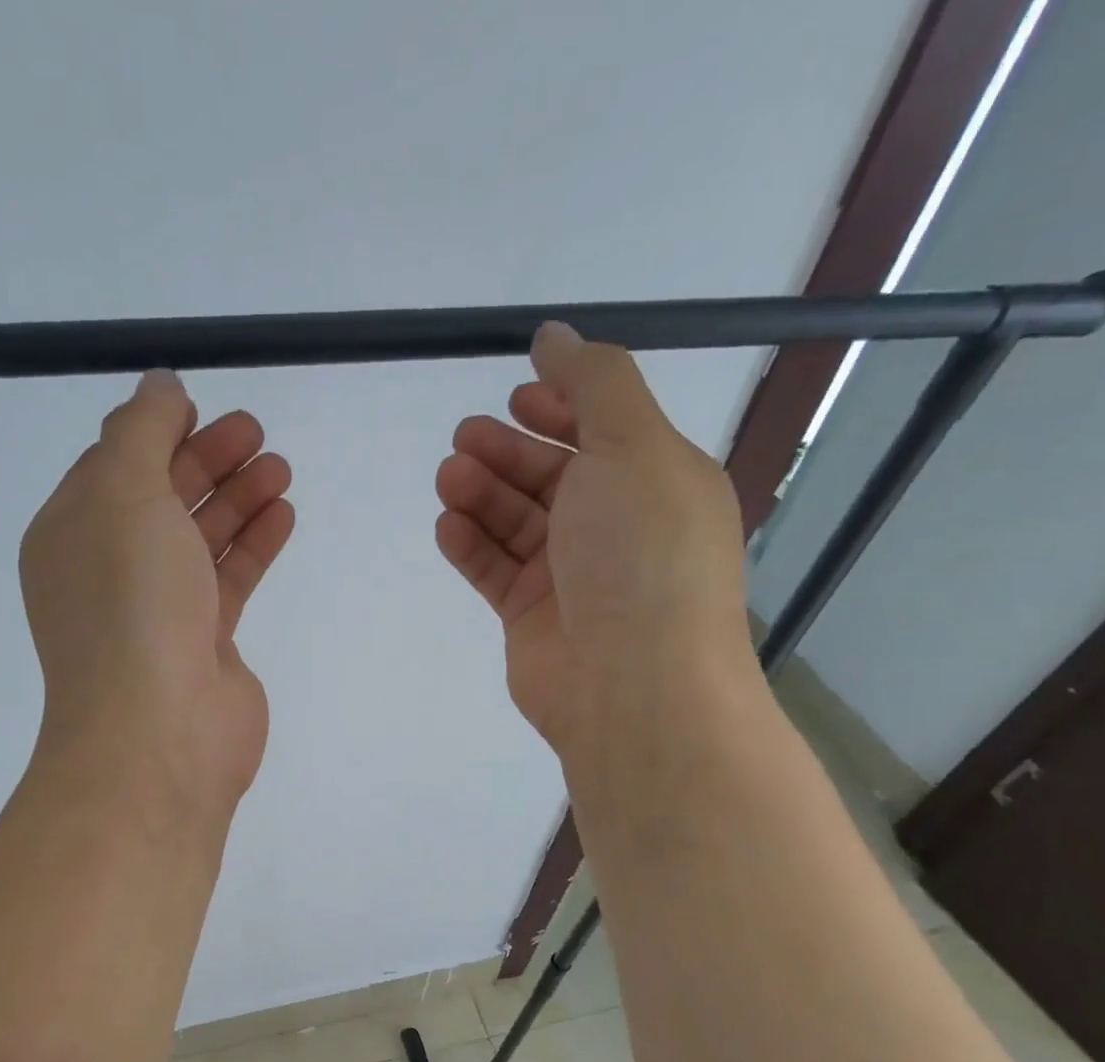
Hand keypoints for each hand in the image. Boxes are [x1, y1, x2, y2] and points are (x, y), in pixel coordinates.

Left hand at [20, 370, 295, 809]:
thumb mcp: (122, 495)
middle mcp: (109, 572)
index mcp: (71, 536)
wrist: (159, 733)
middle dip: (206, 461)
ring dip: (237, 499)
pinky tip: (283, 514)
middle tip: (256, 432)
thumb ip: (140, 432)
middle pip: (161, 500)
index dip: (157, 433)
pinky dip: (253, 544)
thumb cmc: (130, 605)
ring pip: (199, 540)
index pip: (112, 467)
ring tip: (279, 468)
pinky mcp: (203, 644)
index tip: (203, 407)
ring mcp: (157, 612)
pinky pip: (228, 580)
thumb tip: (159, 387)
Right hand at [435, 322, 752, 750]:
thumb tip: (555, 333)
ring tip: (448, 479)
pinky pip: (494, 569)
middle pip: (550, 476)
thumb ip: (594, 383)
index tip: (514, 393)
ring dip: (481, 494)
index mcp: (656, 482)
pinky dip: (470, 544)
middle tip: (463, 440)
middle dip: (506, 452)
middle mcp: (615, 527)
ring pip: (515, 522)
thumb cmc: (642, 556)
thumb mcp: (633, 447)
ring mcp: (571, 575)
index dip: (560, 407)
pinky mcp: (531, 616)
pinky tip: (447, 526)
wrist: (631, 685)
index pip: (602, 430)